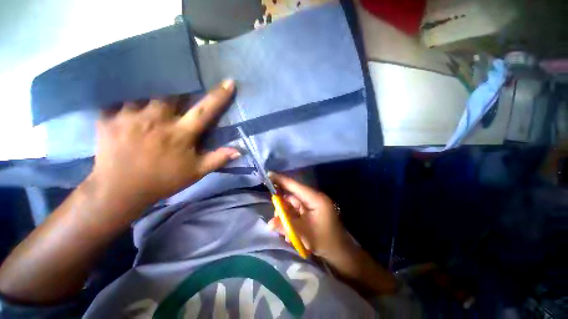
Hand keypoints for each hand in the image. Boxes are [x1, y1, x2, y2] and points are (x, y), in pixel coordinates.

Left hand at [89, 79, 239, 208]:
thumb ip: (218, 159)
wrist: (120, 191)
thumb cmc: (163, 180)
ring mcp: (130, 117)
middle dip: (180, 87)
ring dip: (153, 90)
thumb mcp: (196, 172)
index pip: (205, 111)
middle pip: (172, 92)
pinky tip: (126, 101)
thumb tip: (239, 151)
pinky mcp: (108, 119)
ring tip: (154, 93)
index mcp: (180, 134)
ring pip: (145, 91)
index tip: (229, 82)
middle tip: (181, 87)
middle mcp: (157, 120)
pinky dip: (124, 96)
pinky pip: (117, 98)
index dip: (219, 96)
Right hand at [267, 173, 354, 259]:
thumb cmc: (325, 241)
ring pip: (293, 207)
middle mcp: (313, 199)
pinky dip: (292, 222)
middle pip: (292, 197)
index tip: (269, 174)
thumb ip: (286, 226)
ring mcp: (312, 205)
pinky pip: (297, 213)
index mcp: (315, 199)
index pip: (295, 186)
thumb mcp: (304, 233)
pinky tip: (292, 235)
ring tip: (287, 234)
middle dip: (282, 209)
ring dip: (287, 218)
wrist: (340, 253)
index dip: (281, 180)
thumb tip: (269, 223)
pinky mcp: (311, 212)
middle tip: (276, 220)